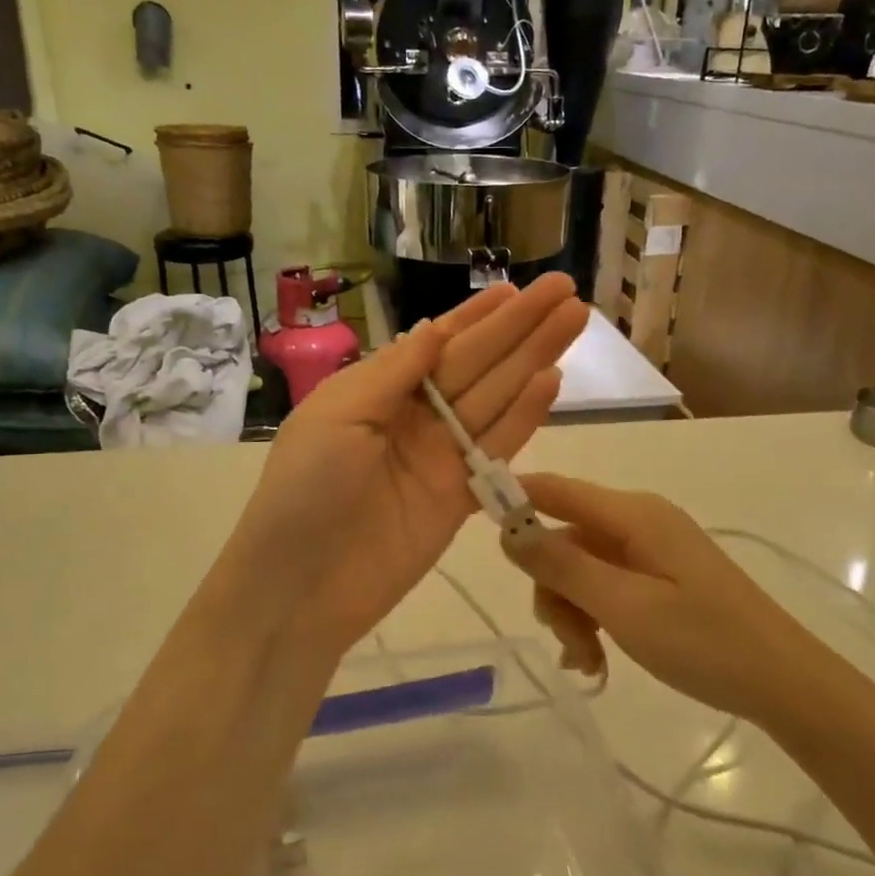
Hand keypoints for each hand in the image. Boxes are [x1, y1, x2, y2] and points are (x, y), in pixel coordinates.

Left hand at [218, 275, 588, 658]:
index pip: (438, 342)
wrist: (301, 587)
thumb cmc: (306, 490)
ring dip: (534, 359)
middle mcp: (416, 416)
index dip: (478, 316)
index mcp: (379, 390)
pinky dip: (525, 415)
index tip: (515, 288)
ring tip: (573, 322)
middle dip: (520, 327)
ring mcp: (442, 455)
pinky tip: (552, 381)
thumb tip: (436, 328)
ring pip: (497, 397)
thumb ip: (393, 372)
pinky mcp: (461, 496)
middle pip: (478, 363)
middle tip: (567, 290)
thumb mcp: (338, 416)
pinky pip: (498, 448)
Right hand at [501, 473, 803, 720]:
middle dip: (552, 587)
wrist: (785, 683)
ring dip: (572, 611)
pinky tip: (600, 659)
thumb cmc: (704, 641)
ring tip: (588, 661)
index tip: (476, 534)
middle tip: (567, 641)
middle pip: (564, 537)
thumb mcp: (624, 606)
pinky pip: (607, 584)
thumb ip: (562, 565)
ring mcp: (651, 549)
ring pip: (581, 567)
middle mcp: (638, 520)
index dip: (512, 502)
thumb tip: (506, 528)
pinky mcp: (660, 576)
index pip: (554, 488)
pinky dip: (595, 616)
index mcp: (632, 514)